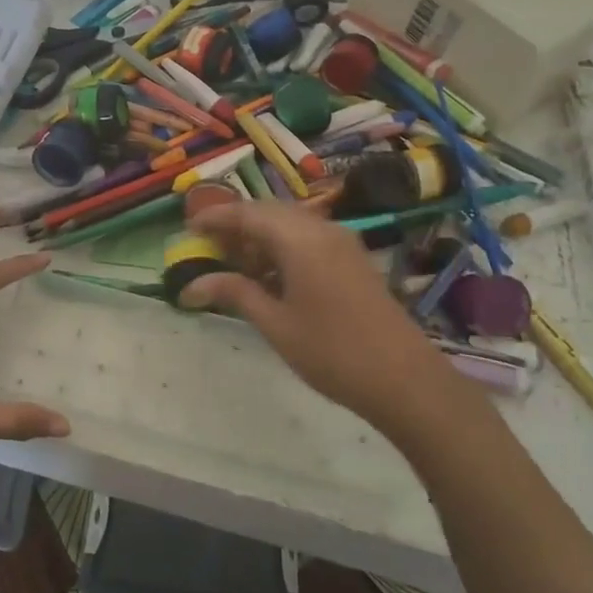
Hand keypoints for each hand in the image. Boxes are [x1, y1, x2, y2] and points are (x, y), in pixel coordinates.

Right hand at [183, 201, 441, 418]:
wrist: (404, 379)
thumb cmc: (332, 352)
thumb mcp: (275, 323)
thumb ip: (234, 293)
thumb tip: (190, 286)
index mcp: (300, 239)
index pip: (247, 214)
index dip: (215, 218)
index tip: (188, 229)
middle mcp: (322, 230)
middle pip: (270, 212)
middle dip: (236, 225)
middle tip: (207, 246)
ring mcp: (342, 243)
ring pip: (290, 224)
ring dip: (260, 237)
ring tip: (233, 263)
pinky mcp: (352, 260)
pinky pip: (308, 238)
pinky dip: (282, 247)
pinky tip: (269, 276)